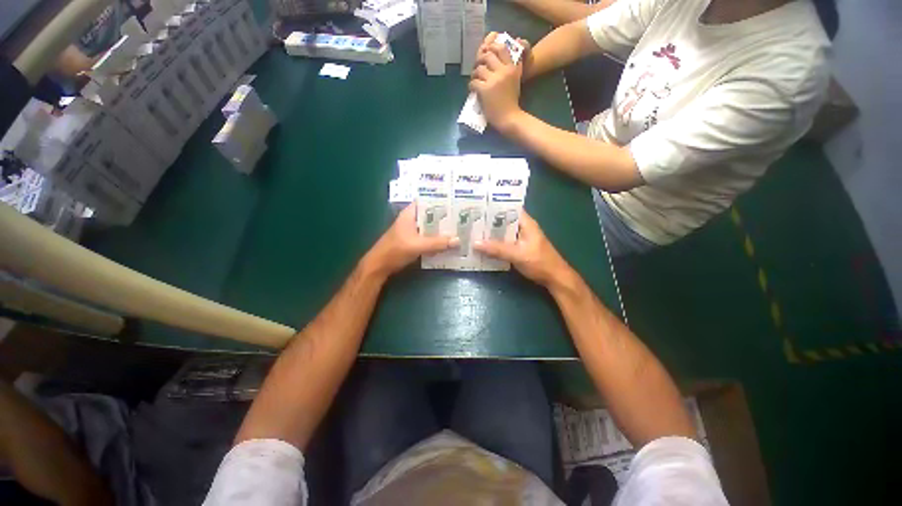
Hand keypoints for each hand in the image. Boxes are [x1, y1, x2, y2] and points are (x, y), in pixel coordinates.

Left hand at [365, 204, 457, 276]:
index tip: (457, 201)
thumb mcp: (417, 245)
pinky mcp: (414, 241)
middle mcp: (412, 220)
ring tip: (460, 228)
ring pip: (431, 227)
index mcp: (410, 214)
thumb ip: (437, 243)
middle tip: (464, 216)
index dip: (441, 200)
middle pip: (431, 215)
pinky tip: (449, 242)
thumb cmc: (395, 250)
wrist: (379, 266)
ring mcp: (413, 231)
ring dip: (442, 229)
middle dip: (445, 216)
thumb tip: (458, 240)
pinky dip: (438, 238)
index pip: (427, 201)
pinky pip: (429, 237)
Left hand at [470, 33, 529, 132]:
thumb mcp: (516, 79)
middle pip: (487, 56)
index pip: (500, 48)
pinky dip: (471, 85)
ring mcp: (492, 80)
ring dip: (474, 74)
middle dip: (480, 60)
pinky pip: (473, 82)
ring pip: (479, 69)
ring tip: (475, 79)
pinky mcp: (484, 90)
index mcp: (511, 67)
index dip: (491, 47)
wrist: (509, 118)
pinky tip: (473, 89)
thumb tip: (513, 45)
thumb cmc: (512, 101)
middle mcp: (502, 71)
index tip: (486, 52)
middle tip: (477, 67)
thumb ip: (514, 64)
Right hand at [474, 211, 573, 288]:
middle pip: (503, 220)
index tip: (477, 205)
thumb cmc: (540, 263)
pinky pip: (503, 242)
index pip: (509, 208)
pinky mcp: (519, 248)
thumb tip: (475, 243)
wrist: (555, 278)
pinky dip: (494, 243)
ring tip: (472, 230)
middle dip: (488, 220)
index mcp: (526, 223)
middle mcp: (523, 228)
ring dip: (490, 233)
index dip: (494, 206)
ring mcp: (521, 238)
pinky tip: (482, 245)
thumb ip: (497, 249)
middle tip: (469, 219)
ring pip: (502, 232)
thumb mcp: (517, 255)